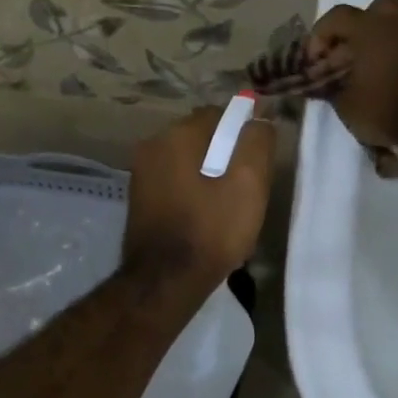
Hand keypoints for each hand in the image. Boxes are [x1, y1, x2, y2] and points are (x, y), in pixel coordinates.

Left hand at [123, 106, 274, 298]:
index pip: (219, 115)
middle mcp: (151, 147)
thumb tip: (259, 118)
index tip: (259, 164)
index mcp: (176, 136)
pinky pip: (174, 184)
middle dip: (226, 156)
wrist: (164, 282)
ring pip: (188, 163)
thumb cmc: (210, 231)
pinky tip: (205, 219)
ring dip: (210, 177)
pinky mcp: (139, 200)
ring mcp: (141, 174)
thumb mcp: (248, 184)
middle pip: (201, 139)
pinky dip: (192, 193)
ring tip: (228, 209)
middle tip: (247, 190)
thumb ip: (256, 143)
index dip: (244, 134)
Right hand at [308, 0, 397, 150]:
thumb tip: (328, 85)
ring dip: (387, 43)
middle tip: (352, 53)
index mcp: (371, 29)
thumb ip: (334, 89)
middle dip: (361, 26)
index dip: (320, 37)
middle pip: (378, 7)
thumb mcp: (348, 107)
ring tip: (377, 71)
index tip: (314, 61)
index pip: (337, 17)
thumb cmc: (388, 110)